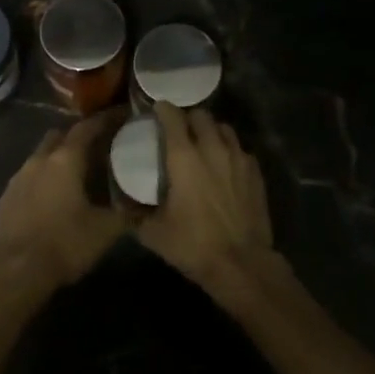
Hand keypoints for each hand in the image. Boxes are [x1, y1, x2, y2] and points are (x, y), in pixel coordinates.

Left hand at [0, 113, 127, 290]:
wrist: (14, 272)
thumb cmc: (64, 244)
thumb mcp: (105, 231)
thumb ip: (127, 212)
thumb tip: (144, 203)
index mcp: (65, 159)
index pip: (88, 127)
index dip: (106, 119)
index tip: (121, 114)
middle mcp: (39, 159)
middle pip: (60, 135)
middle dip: (77, 137)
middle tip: (97, 147)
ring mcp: (18, 177)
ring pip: (41, 156)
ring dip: (57, 158)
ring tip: (75, 174)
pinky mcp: (5, 197)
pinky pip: (28, 177)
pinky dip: (42, 179)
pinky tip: (52, 197)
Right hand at [136, 103, 273, 285]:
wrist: (242, 264)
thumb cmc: (193, 245)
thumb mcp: (153, 233)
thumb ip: (133, 214)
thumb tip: (119, 204)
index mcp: (184, 157)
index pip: (173, 117)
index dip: (163, 109)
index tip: (156, 110)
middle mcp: (212, 148)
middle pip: (201, 116)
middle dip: (188, 118)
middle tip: (180, 130)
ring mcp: (237, 158)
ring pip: (224, 128)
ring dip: (211, 130)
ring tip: (203, 143)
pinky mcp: (255, 172)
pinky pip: (240, 149)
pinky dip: (229, 150)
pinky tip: (225, 165)